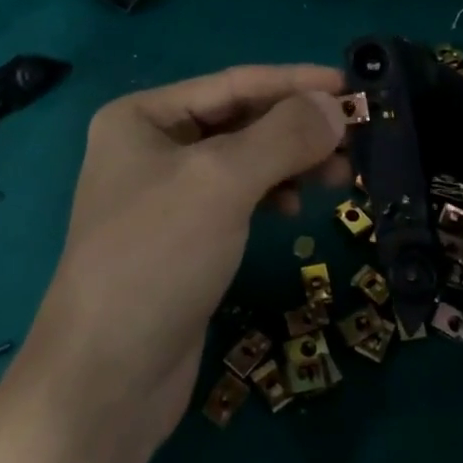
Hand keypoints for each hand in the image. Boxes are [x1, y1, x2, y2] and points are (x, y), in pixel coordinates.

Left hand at [24, 64, 348, 448]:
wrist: (106, 381)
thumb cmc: (158, 258)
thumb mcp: (222, 182)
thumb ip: (283, 135)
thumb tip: (335, 105)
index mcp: (143, 116)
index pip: (234, 83)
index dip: (295, 82)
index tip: (351, 85)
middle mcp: (151, 147)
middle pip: (241, 120)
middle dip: (298, 126)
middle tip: (356, 137)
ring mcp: (166, 195)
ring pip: (244, 160)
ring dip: (293, 162)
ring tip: (342, 175)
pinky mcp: (184, 237)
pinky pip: (239, 197)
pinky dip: (273, 195)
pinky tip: (296, 209)